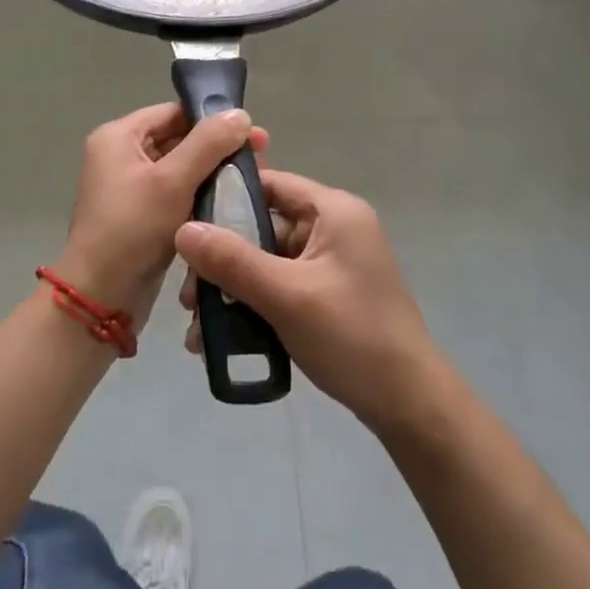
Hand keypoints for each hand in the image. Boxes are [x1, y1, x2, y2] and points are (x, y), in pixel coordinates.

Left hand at [57, 104, 267, 332]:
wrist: (101, 298)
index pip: (173, 113)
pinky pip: (174, 194)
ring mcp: (127, 187)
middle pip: (177, 138)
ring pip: (179, 168)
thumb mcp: (173, 181)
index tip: (253, 136)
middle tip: (260, 160)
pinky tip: (228, 203)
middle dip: (217, 149)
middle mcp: (119, 155)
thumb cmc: (133, 229)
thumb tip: (240, 114)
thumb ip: (208, 143)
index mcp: (118, 137)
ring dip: (211, 173)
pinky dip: (198, 195)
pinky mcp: (138, 215)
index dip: (213, 120)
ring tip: (250, 182)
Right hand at [174, 170, 444, 434]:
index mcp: (334, 211)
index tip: (184, 225)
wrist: (408, 405)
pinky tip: (221, 338)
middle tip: (189, 295)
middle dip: (222, 260)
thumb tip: (181, 228)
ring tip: (198, 325)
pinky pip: (279, 287)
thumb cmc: (352, 336)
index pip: (270, 183)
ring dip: (231, 289)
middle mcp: (333, 228)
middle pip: (263, 227)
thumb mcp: (287, 296)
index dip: (225, 199)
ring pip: (266, 261)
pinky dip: (251, 305)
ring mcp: (331, 263)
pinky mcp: (327, 294)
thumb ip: (233, 261)